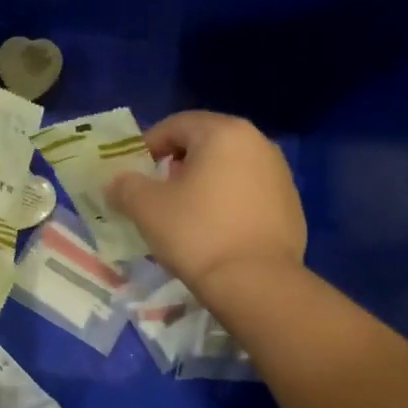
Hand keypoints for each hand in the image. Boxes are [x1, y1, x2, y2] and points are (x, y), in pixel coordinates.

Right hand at [106, 111, 305, 297]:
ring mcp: (280, 175)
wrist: (255, 282)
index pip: (177, 124)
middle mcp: (258, 143)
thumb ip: (125, 186)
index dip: (149, 144)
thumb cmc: (196, 233)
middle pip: (206, 144)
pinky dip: (227, 203)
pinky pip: (248, 194)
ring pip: (229, 169)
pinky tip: (214, 232)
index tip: (134, 170)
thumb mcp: (146, 207)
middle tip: (157, 191)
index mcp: (224, 133)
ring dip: (204, 183)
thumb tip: (116, 182)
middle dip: (177, 163)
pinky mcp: (290, 206)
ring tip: (184, 213)